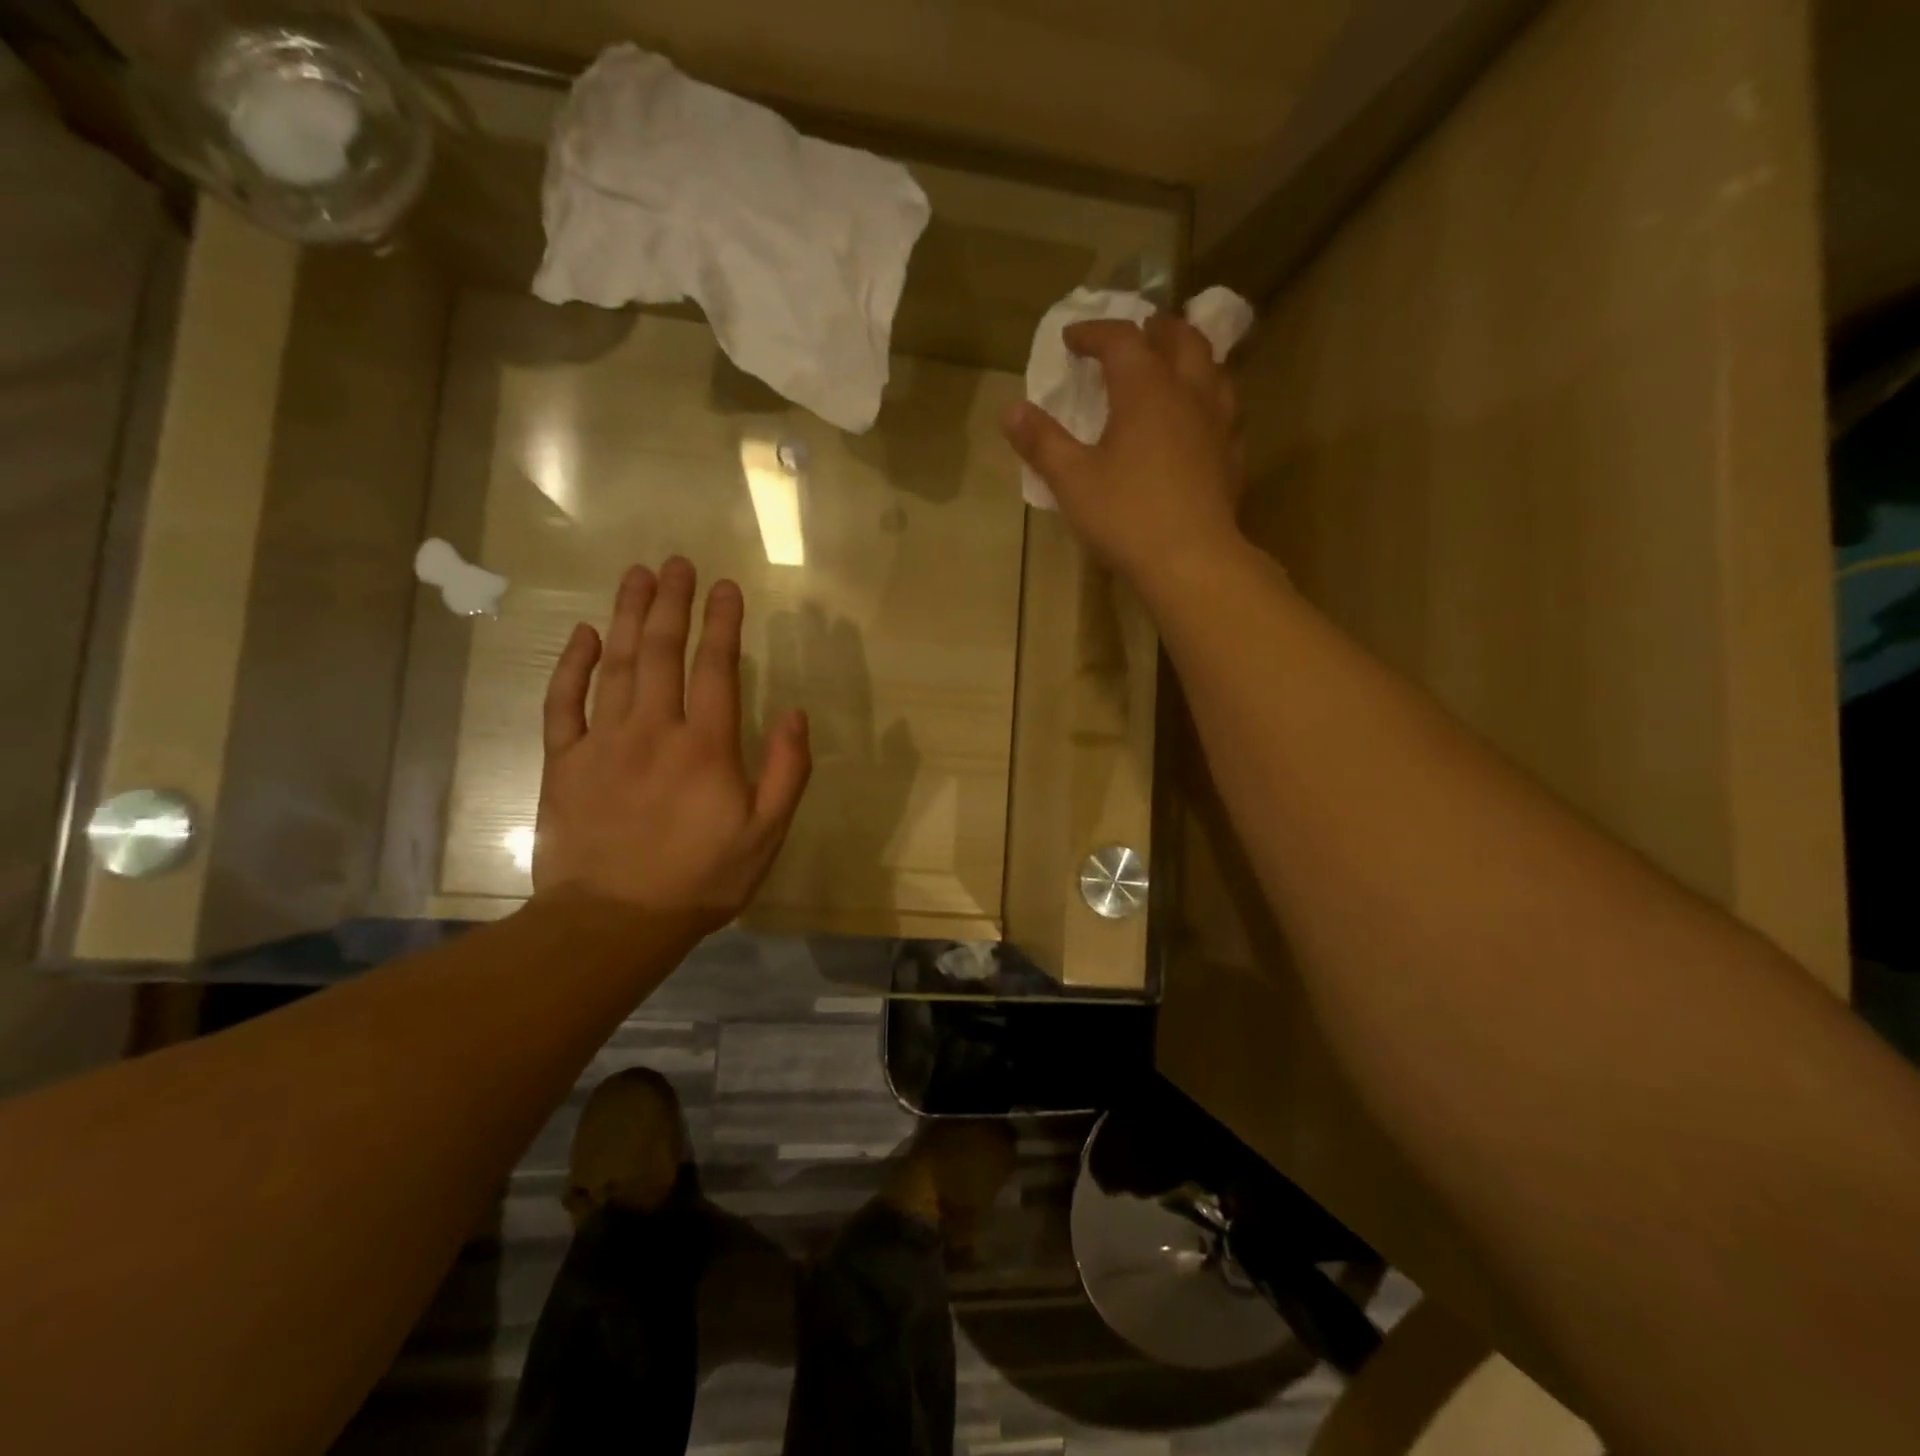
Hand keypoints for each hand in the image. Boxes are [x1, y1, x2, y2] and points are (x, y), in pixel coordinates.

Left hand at [532, 558, 810, 930]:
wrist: (613, 922)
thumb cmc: (700, 879)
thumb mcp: (765, 834)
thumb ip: (785, 771)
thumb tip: (796, 714)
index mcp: (706, 746)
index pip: (716, 667)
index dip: (722, 623)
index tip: (726, 586)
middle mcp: (654, 729)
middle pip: (663, 651)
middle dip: (673, 602)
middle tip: (677, 563)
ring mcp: (603, 741)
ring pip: (617, 664)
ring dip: (629, 616)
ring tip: (637, 576)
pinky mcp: (565, 761)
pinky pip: (564, 702)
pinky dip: (572, 664)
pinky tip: (584, 634)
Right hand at [1001, 313, 1245, 590]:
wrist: (1191, 561)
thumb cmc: (1126, 516)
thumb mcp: (1072, 481)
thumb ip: (1042, 442)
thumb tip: (1011, 410)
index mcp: (1145, 389)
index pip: (1121, 339)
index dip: (1094, 332)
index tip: (1071, 338)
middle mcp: (1188, 392)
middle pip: (1181, 338)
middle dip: (1155, 329)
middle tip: (1137, 333)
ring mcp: (1218, 423)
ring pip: (1213, 369)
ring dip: (1191, 357)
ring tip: (1175, 365)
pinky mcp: (1232, 455)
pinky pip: (1225, 410)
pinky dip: (1208, 400)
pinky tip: (1198, 421)